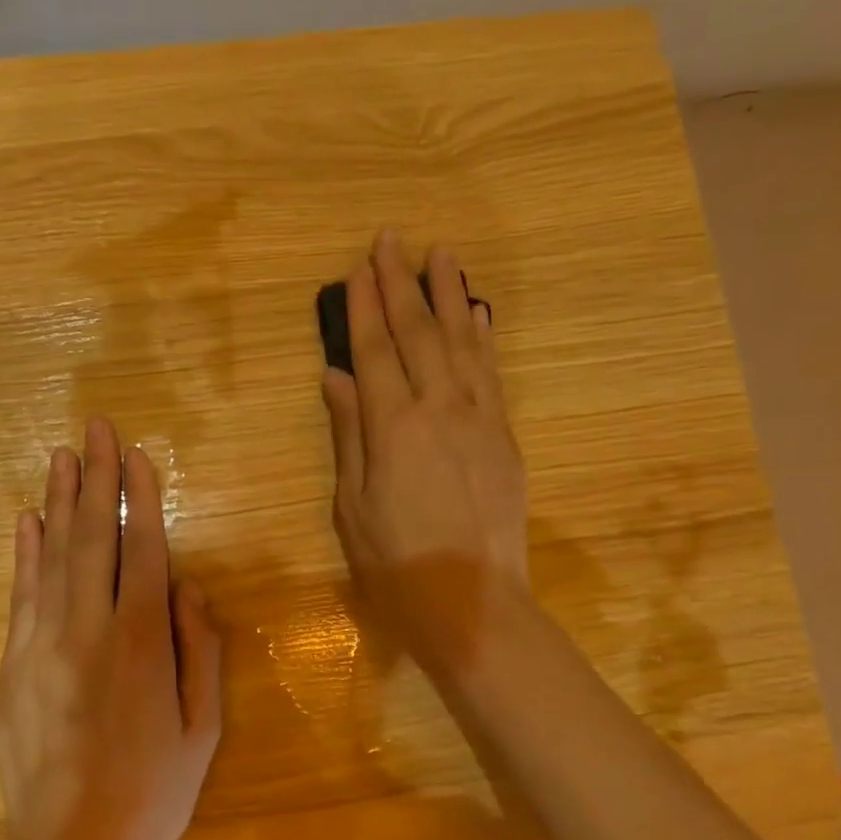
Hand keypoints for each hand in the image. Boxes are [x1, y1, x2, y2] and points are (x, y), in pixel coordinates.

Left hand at [0, 419, 222, 839]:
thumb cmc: (152, 793)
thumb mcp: (203, 729)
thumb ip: (200, 651)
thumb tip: (190, 588)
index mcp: (142, 643)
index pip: (144, 550)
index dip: (142, 498)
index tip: (137, 454)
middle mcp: (89, 630)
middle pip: (94, 538)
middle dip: (97, 478)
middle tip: (96, 428)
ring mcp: (43, 645)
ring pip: (52, 556)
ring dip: (59, 501)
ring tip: (62, 455)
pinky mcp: (13, 665)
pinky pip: (21, 594)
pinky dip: (25, 553)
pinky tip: (27, 521)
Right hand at [321, 229, 530, 677]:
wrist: (471, 599)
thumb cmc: (395, 560)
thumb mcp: (352, 504)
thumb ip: (348, 434)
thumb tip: (336, 377)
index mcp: (393, 427)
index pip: (375, 351)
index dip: (364, 307)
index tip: (358, 267)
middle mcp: (439, 409)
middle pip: (418, 333)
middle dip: (402, 283)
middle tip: (392, 240)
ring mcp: (479, 419)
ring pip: (462, 341)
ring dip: (450, 295)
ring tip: (442, 254)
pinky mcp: (504, 435)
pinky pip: (492, 372)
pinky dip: (483, 337)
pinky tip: (478, 313)